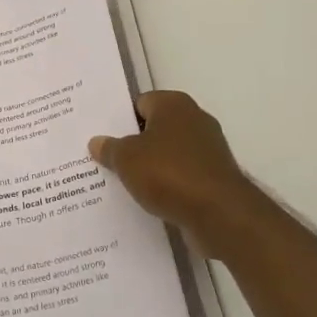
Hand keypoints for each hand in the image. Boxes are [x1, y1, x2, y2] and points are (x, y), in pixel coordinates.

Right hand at [89, 91, 269, 259]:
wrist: (219, 213)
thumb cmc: (168, 173)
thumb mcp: (126, 159)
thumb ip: (109, 148)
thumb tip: (97, 142)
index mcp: (174, 104)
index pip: (140, 103)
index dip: (120, 121)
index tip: (104, 139)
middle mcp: (195, 119)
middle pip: (156, 128)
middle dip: (135, 144)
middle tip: (109, 160)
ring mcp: (209, 149)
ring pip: (169, 153)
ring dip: (152, 167)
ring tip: (125, 183)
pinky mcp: (216, 176)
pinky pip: (183, 175)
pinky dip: (169, 185)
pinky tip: (150, 199)